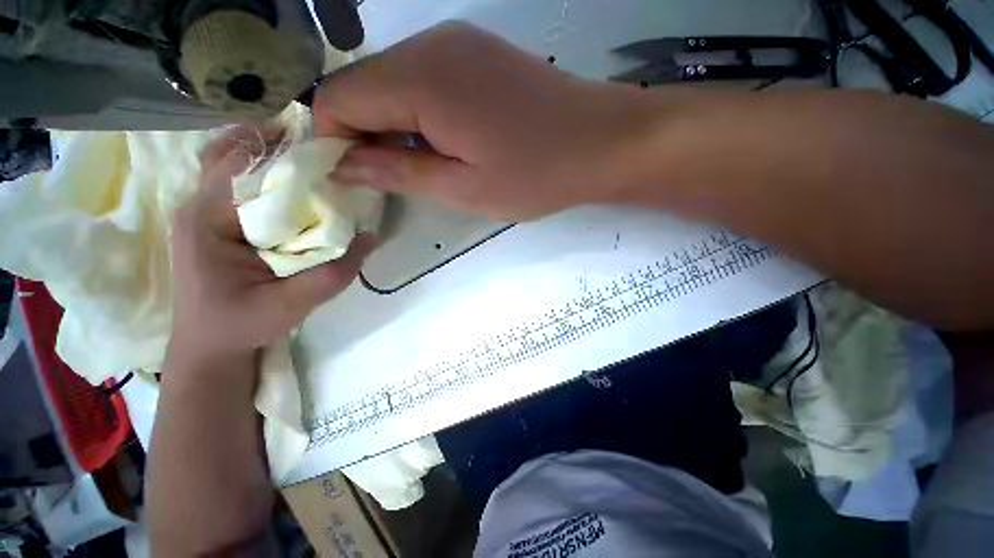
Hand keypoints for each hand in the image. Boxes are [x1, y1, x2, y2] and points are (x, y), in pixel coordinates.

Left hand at [168, 126, 375, 363]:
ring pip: (224, 155)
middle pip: (233, 149)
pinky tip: (268, 175)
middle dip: (274, 141)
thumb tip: (369, 236)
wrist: (205, 348)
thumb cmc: (238, 330)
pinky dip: (246, 164)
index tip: (324, 150)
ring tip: (292, 152)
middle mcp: (193, 204)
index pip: (247, 165)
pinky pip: (220, 172)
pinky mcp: (197, 213)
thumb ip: (327, 277)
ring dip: (258, 148)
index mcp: (207, 221)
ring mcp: (191, 206)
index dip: (287, 150)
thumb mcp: (285, 311)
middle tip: (312, 146)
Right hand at [315, 22, 654, 220]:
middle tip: (384, 167)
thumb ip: (390, 170)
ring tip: (415, 149)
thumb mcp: (461, 187)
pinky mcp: (463, 40)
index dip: (330, 139)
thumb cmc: (540, 169)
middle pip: (352, 82)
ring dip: (378, 112)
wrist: (605, 134)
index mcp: (419, 78)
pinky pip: (407, 66)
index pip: (333, 99)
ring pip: (377, 73)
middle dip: (352, 127)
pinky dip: (403, 96)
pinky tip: (434, 124)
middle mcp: (425, 44)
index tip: (356, 173)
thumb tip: (339, 167)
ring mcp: (446, 37)